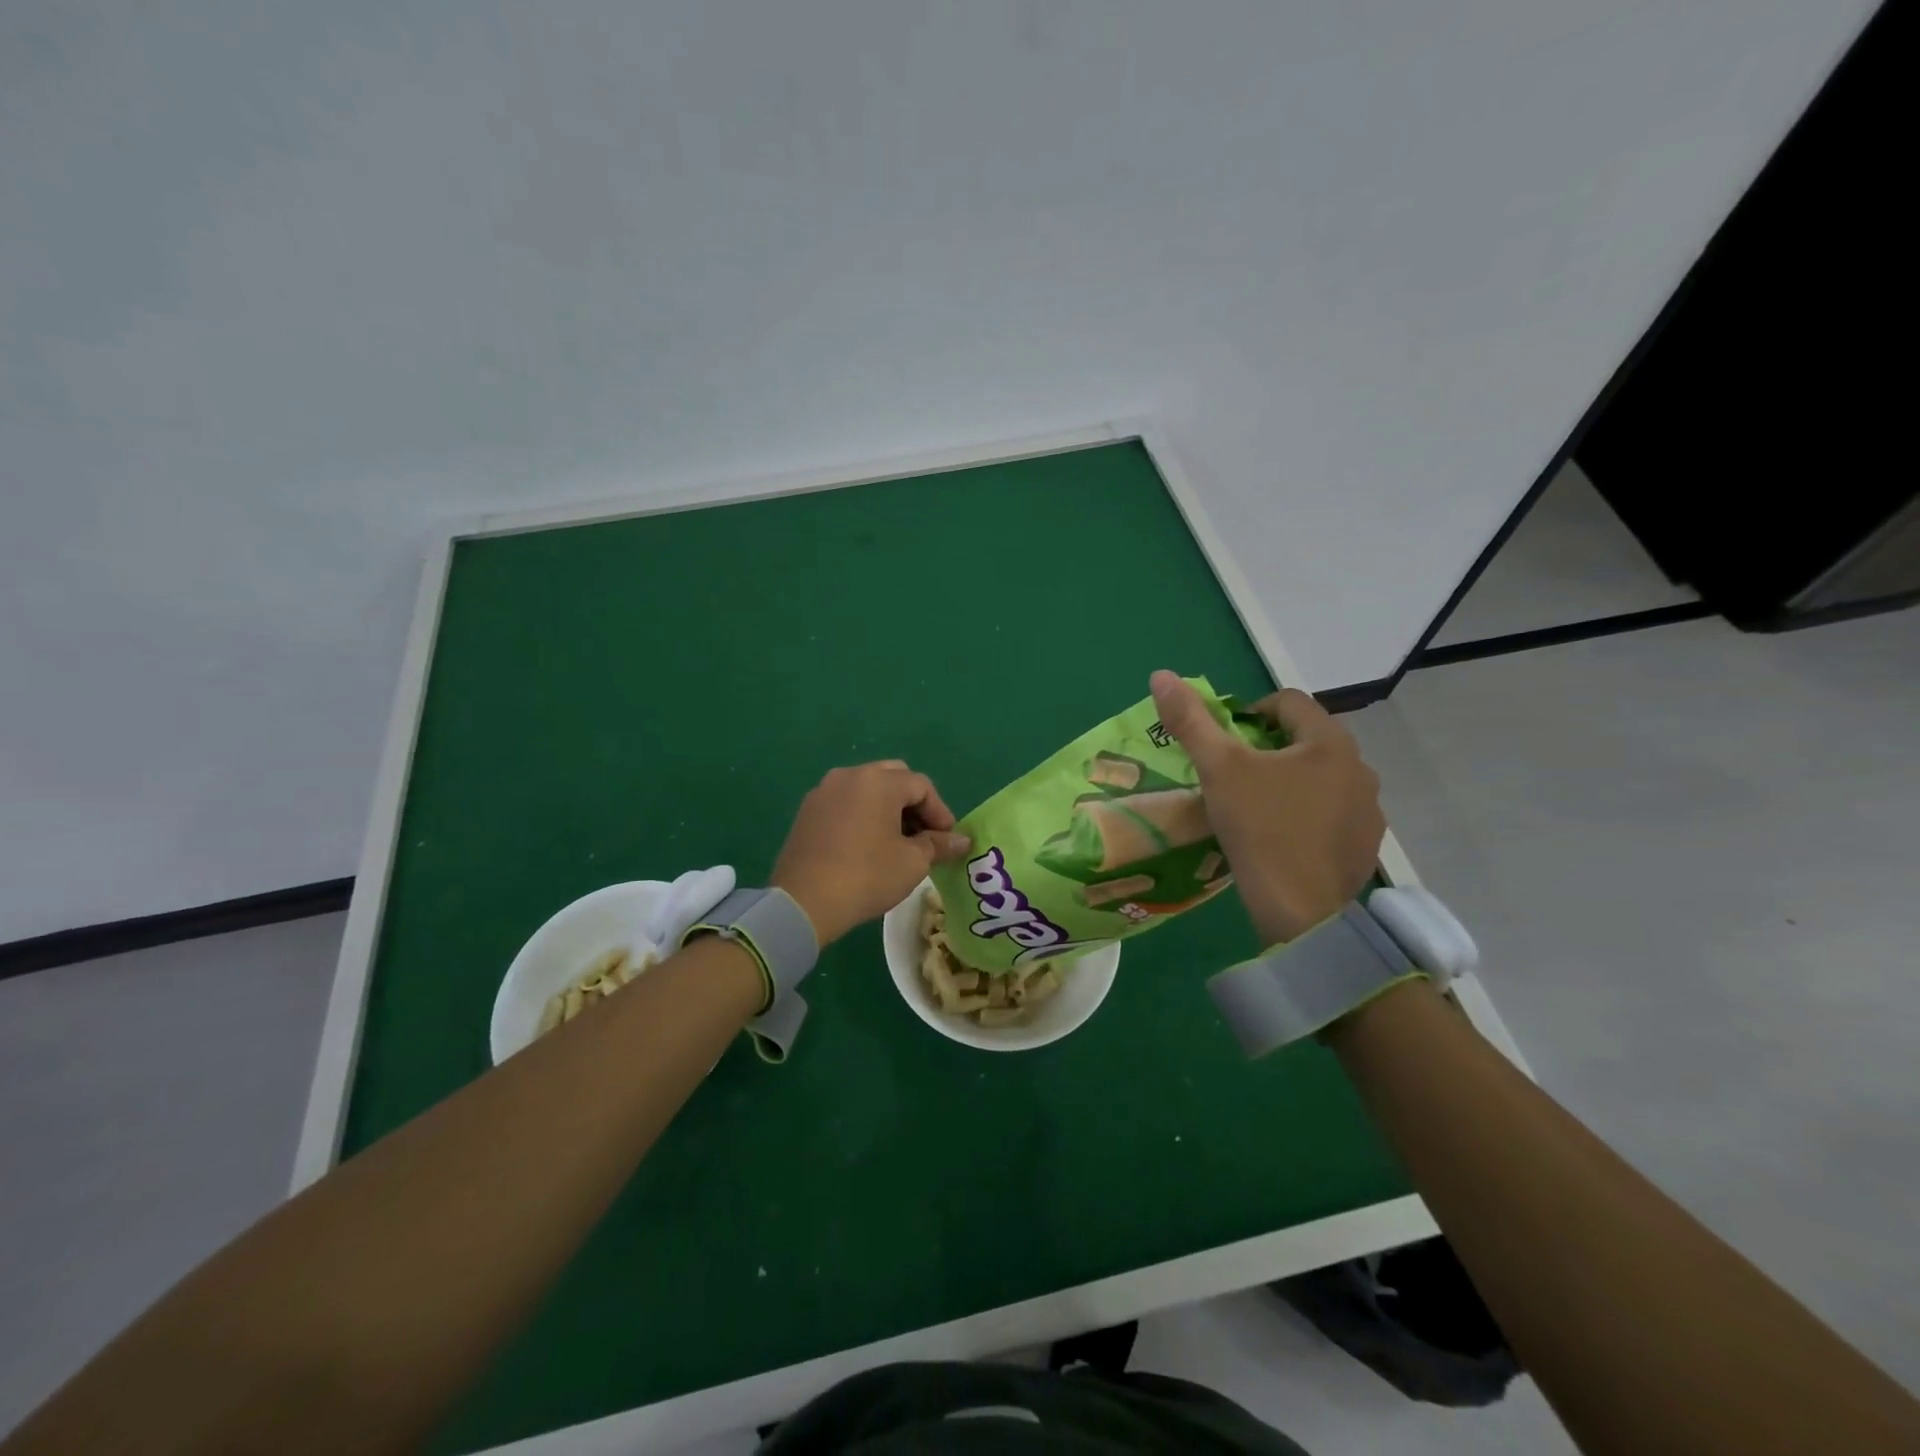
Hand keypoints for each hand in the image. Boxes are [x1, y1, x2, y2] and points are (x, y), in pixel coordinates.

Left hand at [770, 761, 970, 945]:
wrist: (803, 902)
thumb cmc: (867, 876)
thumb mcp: (912, 862)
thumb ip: (939, 844)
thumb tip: (962, 840)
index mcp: (879, 781)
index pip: (921, 786)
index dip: (940, 812)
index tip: (947, 840)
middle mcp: (850, 775)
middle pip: (893, 778)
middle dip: (914, 804)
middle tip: (924, 835)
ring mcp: (824, 791)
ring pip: (867, 788)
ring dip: (888, 808)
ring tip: (897, 842)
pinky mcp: (807, 811)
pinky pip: (845, 802)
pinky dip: (863, 815)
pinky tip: (867, 845)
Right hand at [1149, 670, 1384, 944]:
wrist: (1300, 913)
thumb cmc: (1259, 829)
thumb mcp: (1217, 769)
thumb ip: (1190, 720)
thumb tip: (1161, 674)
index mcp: (1329, 742)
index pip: (1288, 702)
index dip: (1250, 712)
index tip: (1224, 741)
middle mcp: (1360, 768)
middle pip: (1306, 740)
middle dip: (1268, 749)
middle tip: (1233, 777)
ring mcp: (1369, 810)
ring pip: (1321, 778)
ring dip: (1290, 781)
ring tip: (1255, 808)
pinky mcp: (1366, 846)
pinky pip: (1333, 813)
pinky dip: (1308, 815)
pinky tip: (1281, 839)